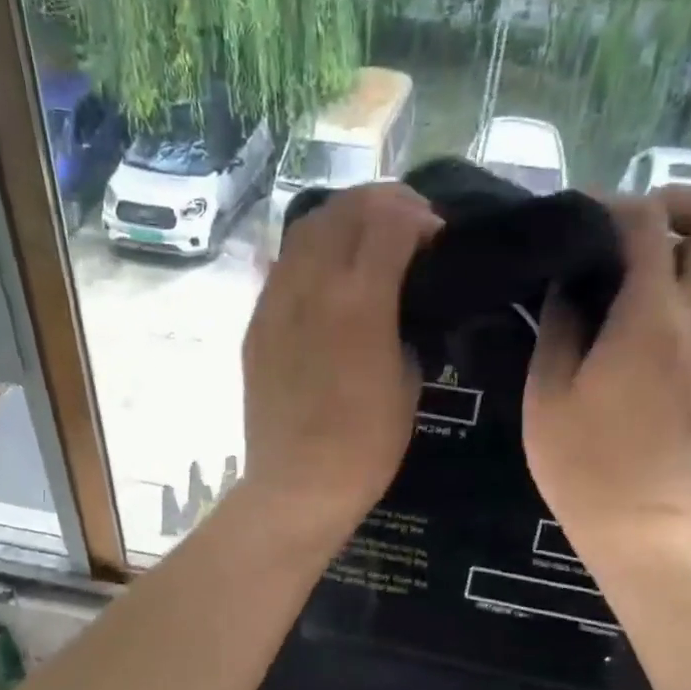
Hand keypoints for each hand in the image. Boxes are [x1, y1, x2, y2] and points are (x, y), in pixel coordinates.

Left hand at [242, 183, 441, 535]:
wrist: (298, 485)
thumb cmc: (365, 446)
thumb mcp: (408, 383)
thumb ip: (406, 327)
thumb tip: (400, 306)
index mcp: (359, 301)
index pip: (389, 221)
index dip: (419, 218)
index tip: (435, 236)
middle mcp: (311, 287)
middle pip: (344, 210)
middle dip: (382, 204)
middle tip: (405, 224)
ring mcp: (275, 303)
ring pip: (306, 230)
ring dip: (342, 221)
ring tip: (364, 240)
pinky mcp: (255, 325)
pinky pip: (282, 267)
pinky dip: (311, 254)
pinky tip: (327, 275)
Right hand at [524, 187, 690, 548]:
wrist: (640, 518)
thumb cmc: (580, 461)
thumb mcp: (546, 393)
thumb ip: (560, 324)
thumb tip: (572, 280)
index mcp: (649, 322)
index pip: (647, 224)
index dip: (613, 204)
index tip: (585, 213)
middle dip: (684, 202)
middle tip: (642, 227)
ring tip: (675, 258)